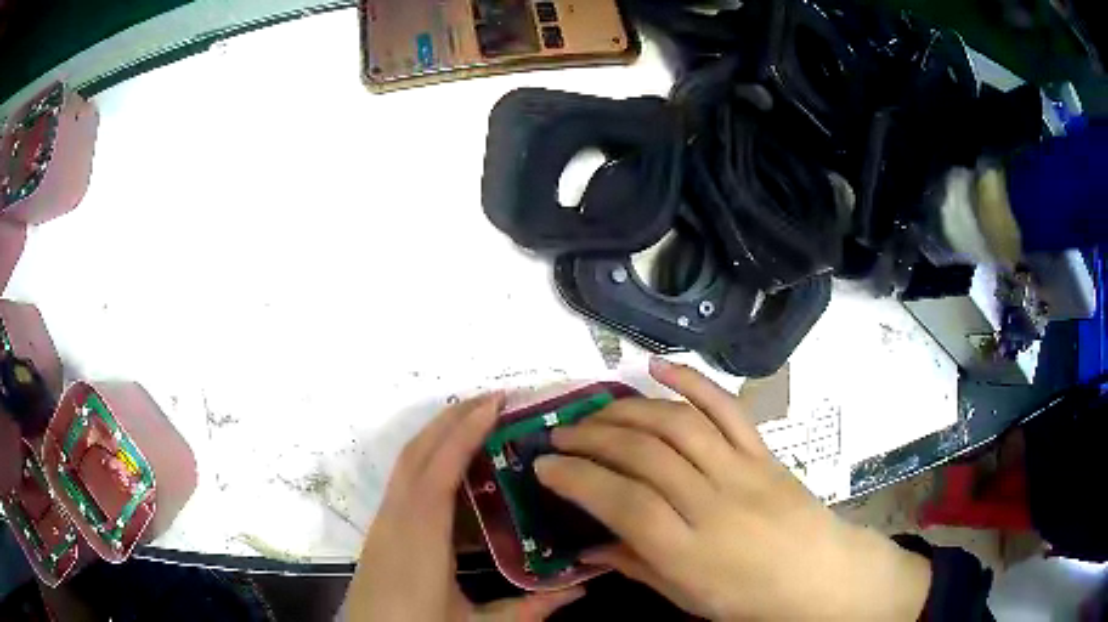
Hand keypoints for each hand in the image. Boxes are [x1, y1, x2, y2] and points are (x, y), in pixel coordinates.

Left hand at [347, 394, 583, 621]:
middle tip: (495, 400)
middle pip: (417, 453)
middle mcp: (396, 519)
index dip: (464, 432)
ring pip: (407, 463)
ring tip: (478, 421)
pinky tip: (455, 470)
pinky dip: (428, 459)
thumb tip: (582, 589)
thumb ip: (529, 609)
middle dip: (452, 418)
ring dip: (438, 434)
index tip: (495, 404)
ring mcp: (384, 523)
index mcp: (420, 539)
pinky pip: (404, 481)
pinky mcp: (381, 530)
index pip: (439, 471)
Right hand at [536, 359, 931, 620]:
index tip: (543, 465)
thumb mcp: (685, 597)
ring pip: (678, 424)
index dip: (576, 479)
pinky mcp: (763, 450)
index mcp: (689, 550)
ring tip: (596, 410)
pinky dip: (692, 381)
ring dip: (628, 410)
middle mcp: (713, 502)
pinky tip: (658, 368)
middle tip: (560, 433)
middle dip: (592, 437)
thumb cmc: (748, 597)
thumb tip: (585, 548)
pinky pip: (727, 407)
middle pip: (645, 455)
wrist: (819, 574)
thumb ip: (633, 566)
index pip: (622, 502)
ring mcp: (742, 469)